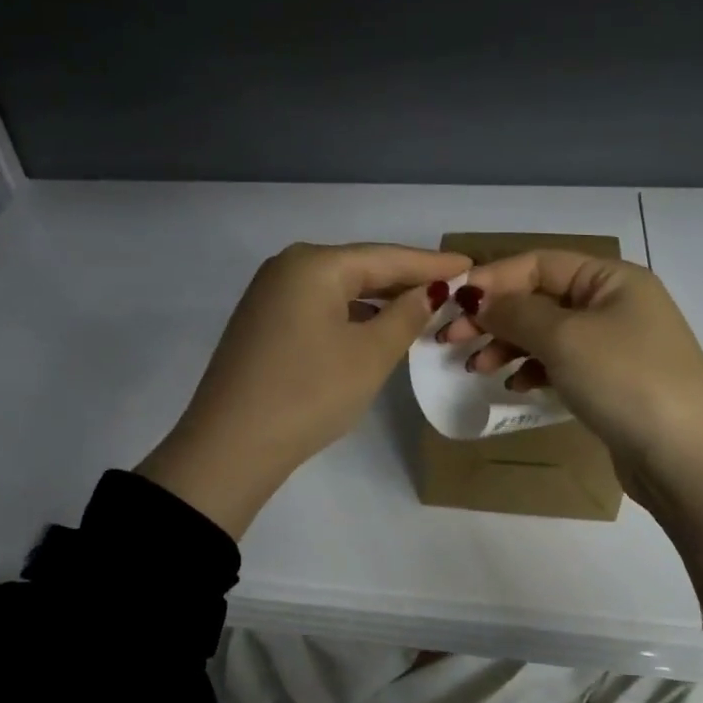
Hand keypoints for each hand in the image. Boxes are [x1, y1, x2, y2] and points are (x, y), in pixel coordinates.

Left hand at [138, 242, 469, 538]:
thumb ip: (406, 315)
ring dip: (378, 299)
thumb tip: (431, 291)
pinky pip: (318, 306)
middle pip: (360, 267)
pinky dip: (351, 314)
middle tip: (452, 287)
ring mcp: (269, 294)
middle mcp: (288, 267)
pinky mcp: (262, 322)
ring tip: (421, 307)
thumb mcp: (369, 355)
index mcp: (314, 263)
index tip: (471, 265)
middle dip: (405, 279)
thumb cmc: (310, 392)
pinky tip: (374, 326)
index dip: (431, 264)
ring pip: (338, 288)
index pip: (386, 256)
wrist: (231, 445)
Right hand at [437, 251, 702, 506]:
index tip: (454, 303)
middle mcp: (616, 304)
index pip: (540, 263)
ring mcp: (616, 346)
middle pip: (540, 298)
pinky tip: (515, 386)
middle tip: (452, 339)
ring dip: (508, 345)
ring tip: (479, 368)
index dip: (494, 279)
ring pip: (547, 333)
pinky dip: (533, 370)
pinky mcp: (611, 382)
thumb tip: (478, 298)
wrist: (687, 460)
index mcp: (612, 279)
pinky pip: (561, 364)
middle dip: (495, 316)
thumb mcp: (565, 338)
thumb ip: (515, 312)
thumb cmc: (626, 381)